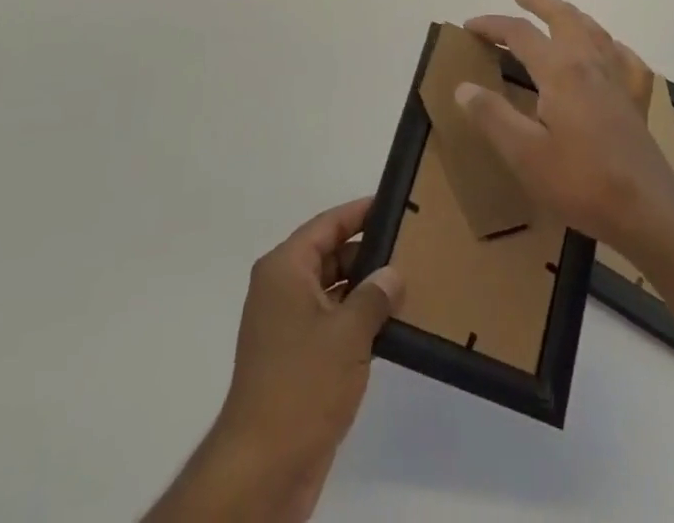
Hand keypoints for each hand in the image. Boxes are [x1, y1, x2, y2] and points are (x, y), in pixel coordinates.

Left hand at [214, 198, 402, 515]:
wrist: (263, 468)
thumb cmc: (303, 384)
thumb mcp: (348, 333)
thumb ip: (374, 296)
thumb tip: (392, 274)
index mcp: (285, 269)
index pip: (327, 225)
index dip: (359, 212)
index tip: (393, 204)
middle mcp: (280, 289)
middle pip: (329, 255)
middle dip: (366, 253)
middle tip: (409, 248)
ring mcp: (285, 326)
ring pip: (331, 291)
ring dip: (364, 290)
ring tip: (407, 285)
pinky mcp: (294, 359)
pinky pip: (329, 323)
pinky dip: (355, 321)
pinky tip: (389, 327)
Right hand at [459, 0, 673, 255]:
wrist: (646, 210)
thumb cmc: (580, 182)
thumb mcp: (524, 154)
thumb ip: (492, 116)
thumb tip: (463, 87)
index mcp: (560, 70)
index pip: (520, 33)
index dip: (492, 25)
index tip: (469, 27)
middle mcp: (589, 62)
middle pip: (563, 17)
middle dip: (539, 1)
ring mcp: (617, 79)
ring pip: (593, 30)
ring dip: (570, 14)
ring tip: (556, 11)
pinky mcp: (635, 99)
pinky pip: (624, 58)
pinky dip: (611, 45)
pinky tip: (609, 51)